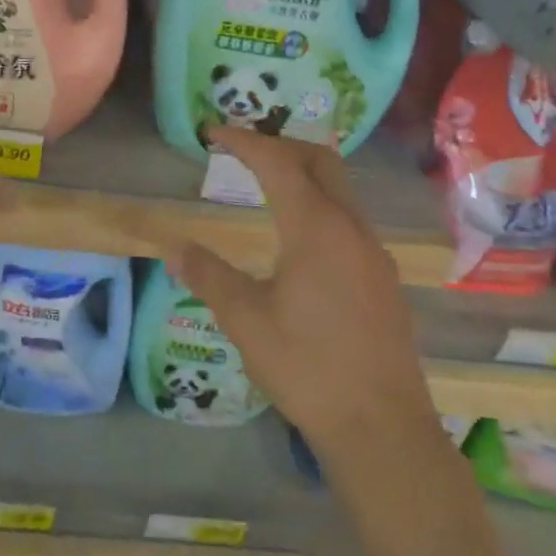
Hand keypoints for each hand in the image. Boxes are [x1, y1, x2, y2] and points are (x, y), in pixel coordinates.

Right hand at [171, 127, 436, 466]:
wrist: (380, 423)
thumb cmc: (306, 367)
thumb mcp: (245, 320)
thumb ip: (209, 276)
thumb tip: (174, 247)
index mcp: (316, 227)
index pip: (278, 163)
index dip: (244, 141)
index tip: (213, 132)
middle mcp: (351, 227)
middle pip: (320, 160)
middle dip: (281, 144)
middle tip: (242, 149)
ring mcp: (373, 251)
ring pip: (340, 189)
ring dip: (303, 174)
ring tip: (265, 184)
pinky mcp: (381, 276)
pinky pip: (349, 219)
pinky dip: (319, 205)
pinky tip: (299, 237)